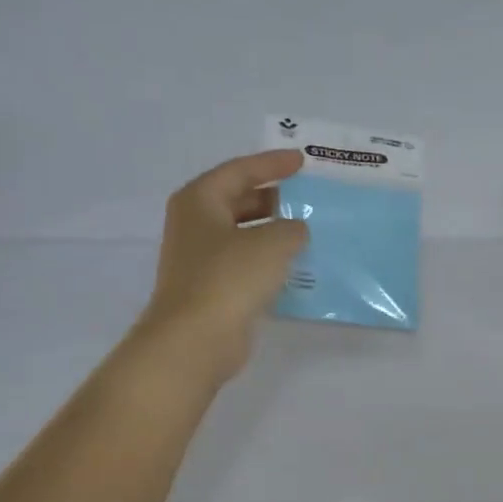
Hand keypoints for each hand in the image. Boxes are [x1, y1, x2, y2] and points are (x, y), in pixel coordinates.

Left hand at [135, 149, 308, 383]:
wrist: (196, 339)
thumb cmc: (229, 278)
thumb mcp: (272, 243)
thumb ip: (292, 227)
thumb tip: (295, 230)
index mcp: (200, 200)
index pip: (240, 170)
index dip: (272, 163)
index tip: (302, 161)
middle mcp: (195, 224)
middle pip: (238, 199)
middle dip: (272, 196)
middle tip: (306, 195)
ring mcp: (200, 258)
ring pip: (242, 233)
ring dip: (272, 230)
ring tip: (307, 228)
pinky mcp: (212, 288)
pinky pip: (244, 263)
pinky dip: (268, 259)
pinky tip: (294, 264)